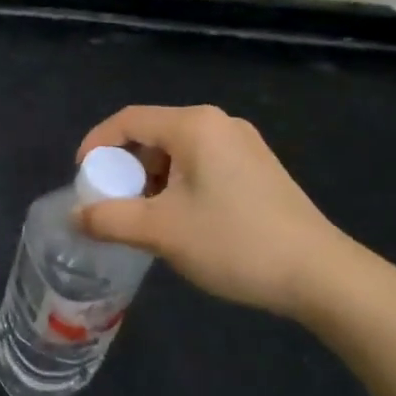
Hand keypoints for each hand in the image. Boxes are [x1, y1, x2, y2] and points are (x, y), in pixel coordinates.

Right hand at [76, 105, 363, 319]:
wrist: (321, 275)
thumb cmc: (235, 243)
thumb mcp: (162, 232)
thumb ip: (110, 219)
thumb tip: (75, 215)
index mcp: (194, 125)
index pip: (128, 120)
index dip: (95, 144)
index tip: (81, 178)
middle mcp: (219, 123)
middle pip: (153, 134)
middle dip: (125, 167)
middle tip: (112, 203)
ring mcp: (243, 143)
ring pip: (178, 151)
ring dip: (152, 179)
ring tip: (145, 218)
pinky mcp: (258, 167)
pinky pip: (202, 163)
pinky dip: (179, 184)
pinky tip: (182, 219)